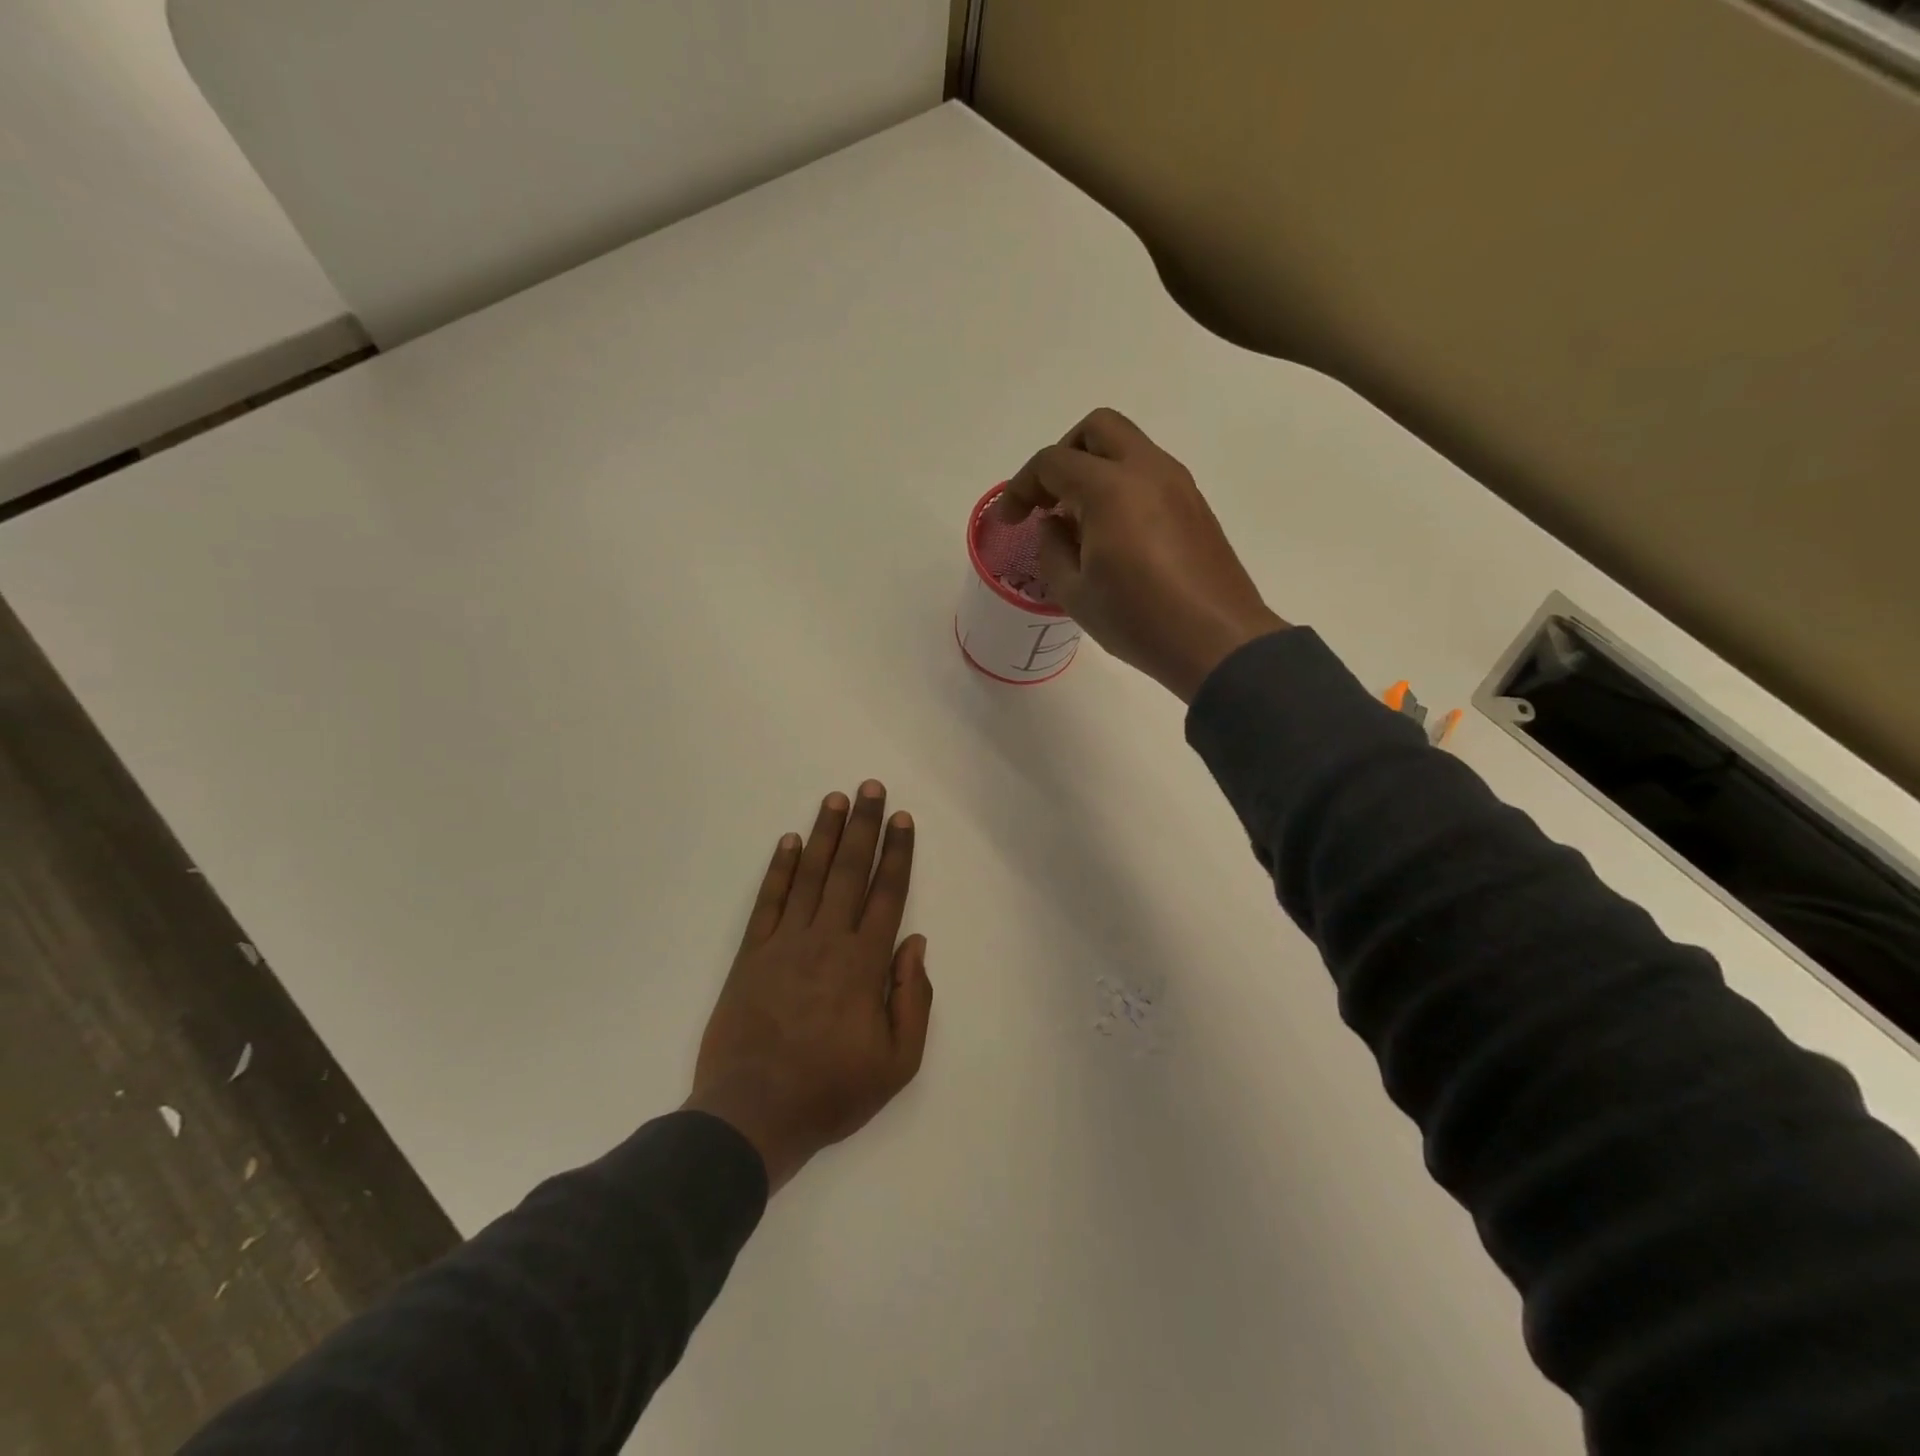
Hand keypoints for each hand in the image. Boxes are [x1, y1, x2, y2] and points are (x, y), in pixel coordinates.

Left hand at [685, 782, 931, 1192]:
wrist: (752, 1116)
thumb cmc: (832, 1091)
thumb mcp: (897, 1063)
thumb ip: (913, 999)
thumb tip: (916, 944)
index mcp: (865, 964)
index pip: (887, 894)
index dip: (897, 854)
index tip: (902, 820)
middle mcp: (827, 940)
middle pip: (850, 871)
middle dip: (863, 826)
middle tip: (870, 787)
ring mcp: (785, 943)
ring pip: (811, 876)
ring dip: (825, 834)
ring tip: (836, 799)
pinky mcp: (751, 954)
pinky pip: (769, 901)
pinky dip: (780, 869)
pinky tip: (789, 842)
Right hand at [998, 408, 1288, 700]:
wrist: (1218, 641)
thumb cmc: (1138, 620)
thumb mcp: (1075, 593)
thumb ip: (1052, 548)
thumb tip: (1054, 524)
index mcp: (1110, 488)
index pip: (1053, 462)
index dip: (1021, 486)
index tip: (1010, 520)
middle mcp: (1147, 470)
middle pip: (1097, 429)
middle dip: (1063, 455)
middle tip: (1048, 499)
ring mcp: (1178, 483)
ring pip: (1128, 447)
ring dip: (1095, 469)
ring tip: (1078, 521)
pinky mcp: (1196, 504)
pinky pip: (1150, 473)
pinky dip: (1121, 485)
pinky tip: (1113, 532)